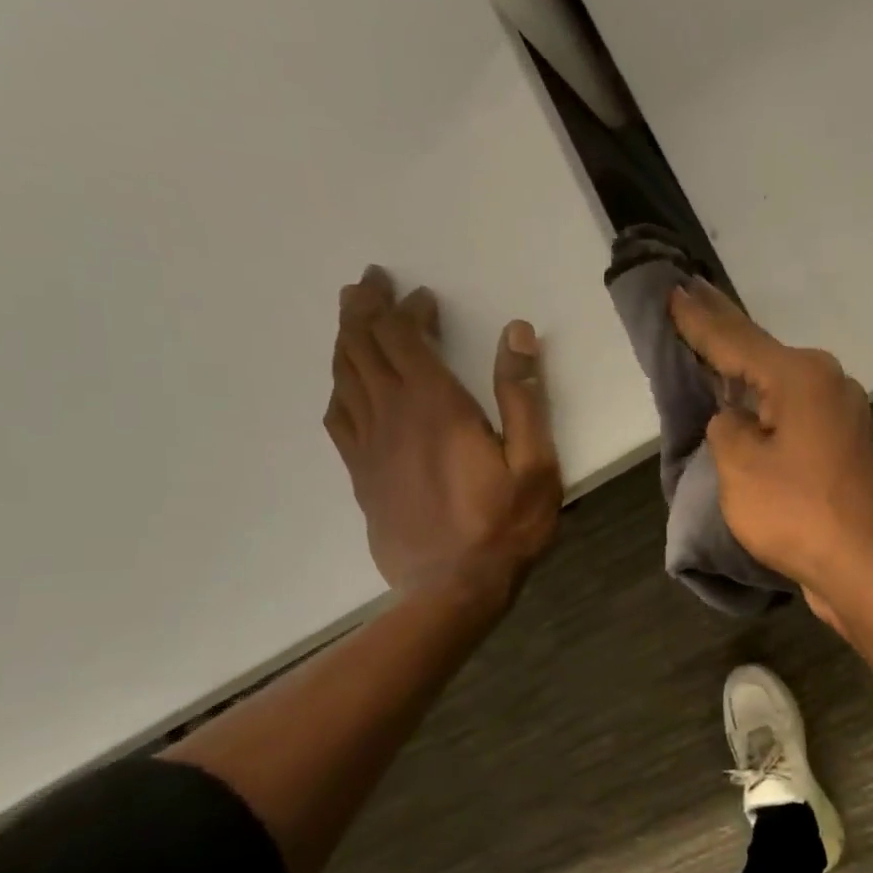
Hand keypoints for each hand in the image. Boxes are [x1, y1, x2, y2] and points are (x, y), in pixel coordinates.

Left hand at [324, 266, 560, 597]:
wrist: (452, 590)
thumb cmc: (504, 525)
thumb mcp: (534, 461)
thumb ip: (523, 395)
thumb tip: (516, 332)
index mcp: (435, 406)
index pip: (402, 338)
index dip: (404, 309)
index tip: (419, 294)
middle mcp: (392, 416)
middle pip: (362, 347)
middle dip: (363, 309)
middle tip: (368, 283)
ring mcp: (369, 446)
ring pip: (343, 376)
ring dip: (345, 340)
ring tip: (351, 316)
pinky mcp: (360, 474)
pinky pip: (338, 417)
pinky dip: (339, 387)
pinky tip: (345, 384)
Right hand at [668, 279, 872, 625]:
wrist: (869, 569)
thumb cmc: (799, 513)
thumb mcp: (741, 467)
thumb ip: (727, 428)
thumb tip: (737, 420)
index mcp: (801, 376)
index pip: (736, 338)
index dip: (699, 318)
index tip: (675, 288)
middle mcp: (828, 384)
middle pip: (762, 353)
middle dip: (724, 331)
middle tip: (691, 298)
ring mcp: (841, 416)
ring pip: (780, 384)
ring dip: (746, 371)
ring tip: (713, 349)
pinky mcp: (844, 448)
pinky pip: (794, 414)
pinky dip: (767, 407)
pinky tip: (749, 406)